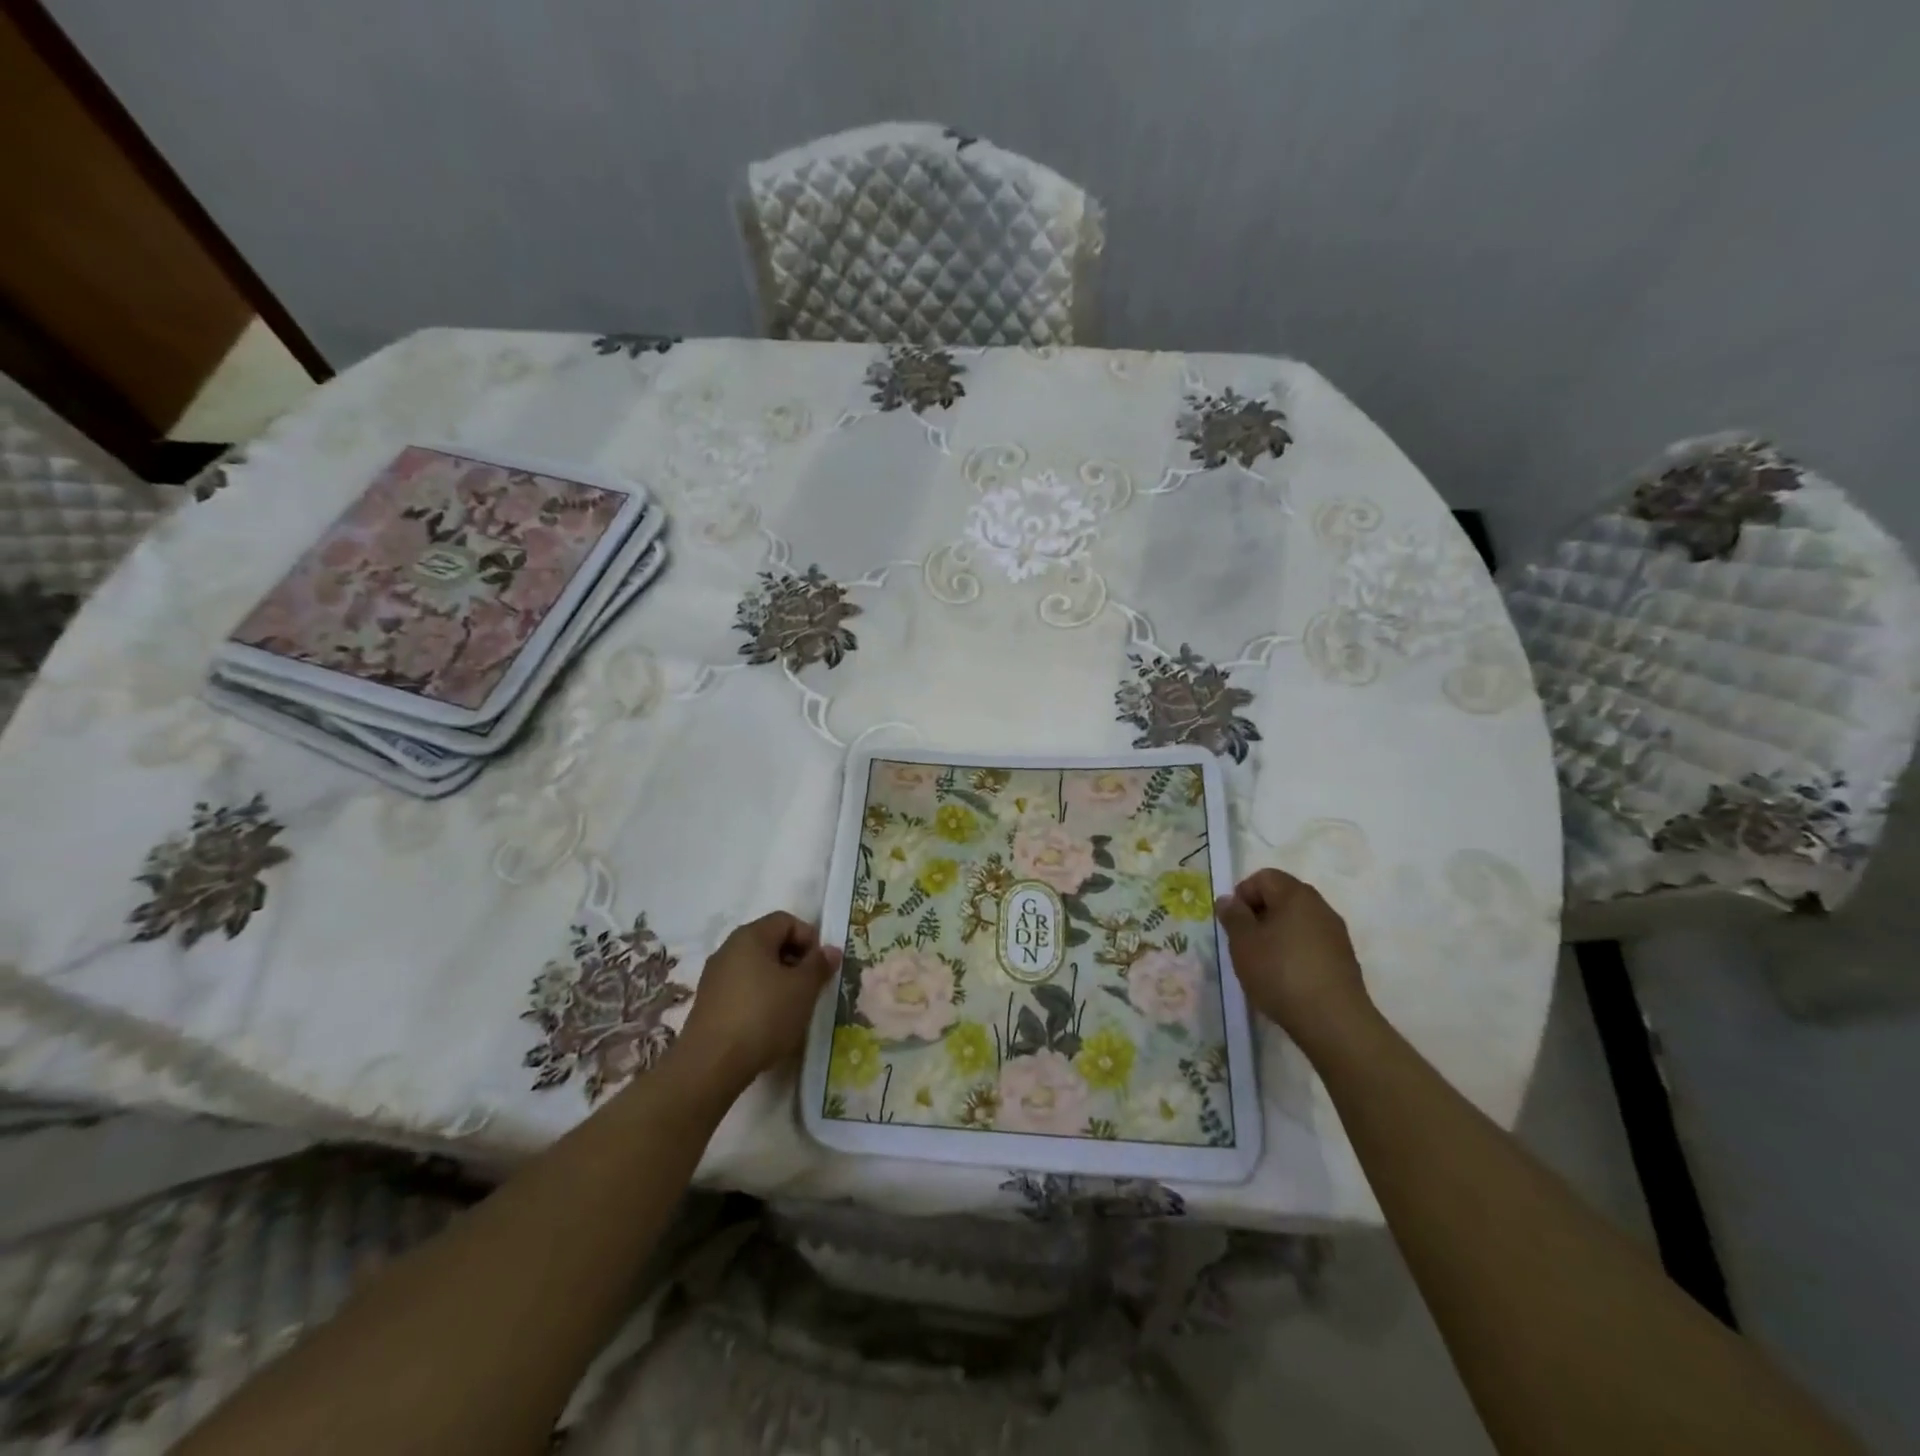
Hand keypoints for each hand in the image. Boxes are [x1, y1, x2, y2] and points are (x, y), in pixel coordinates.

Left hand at [676, 913, 839, 1091]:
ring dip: (778, 981)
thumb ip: (819, 965)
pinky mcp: (708, 1002)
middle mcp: (728, 948)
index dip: (809, 938)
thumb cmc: (763, 1016)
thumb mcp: (803, 989)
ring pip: (756, 967)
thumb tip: (831, 950)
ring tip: (792, 1008)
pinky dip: (759, 997)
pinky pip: (742, 988)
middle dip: (795, 960)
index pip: (786, 920)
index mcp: (750, 936)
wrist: (711, 1064)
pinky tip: (768, 1023)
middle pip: (770, 942)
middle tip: (810, 987)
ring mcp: (714, 976)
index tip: (820, 967)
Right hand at [1215, 868, 1372, 1046]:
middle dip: (1259, 914)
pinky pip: (1311, 942)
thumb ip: (1233, 916)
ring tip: (1264, 963)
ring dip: (1277, 934)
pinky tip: (1286, 978)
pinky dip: (1295, 952)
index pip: (1263, 877)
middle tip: (1244, 942)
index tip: (1233, 923)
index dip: (1242, 895)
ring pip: (1297, 921)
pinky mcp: (1344, 959)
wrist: (1334, 1021)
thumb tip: (1228, 900)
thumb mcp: (1243, 943)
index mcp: (1295, 895)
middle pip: (1282, 897)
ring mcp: (1336, 933)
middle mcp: (1320, 906)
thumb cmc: (1280, 973)